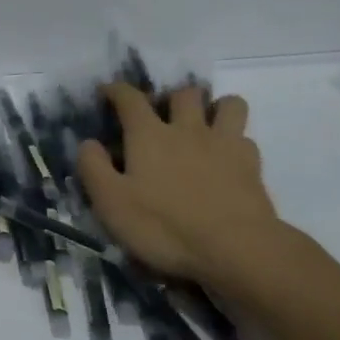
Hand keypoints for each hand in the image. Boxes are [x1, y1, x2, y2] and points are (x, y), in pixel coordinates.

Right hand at [77, 82, 308, 291]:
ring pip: (228, 104)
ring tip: (205, 124)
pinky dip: (236, 142)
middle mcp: (187, 129)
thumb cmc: (165, 226)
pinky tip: (228, 159)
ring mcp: (224, 144)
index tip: (107, 91)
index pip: (130, 98)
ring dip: (216, 107)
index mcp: (149, 134)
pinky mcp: (252, 166)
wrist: (236, 250)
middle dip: (172, 97)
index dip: (116, 90)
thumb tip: (87, 143)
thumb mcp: (112, 203)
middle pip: (184, 93)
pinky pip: (246, 139)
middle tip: (164, 114)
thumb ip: (93, 168)